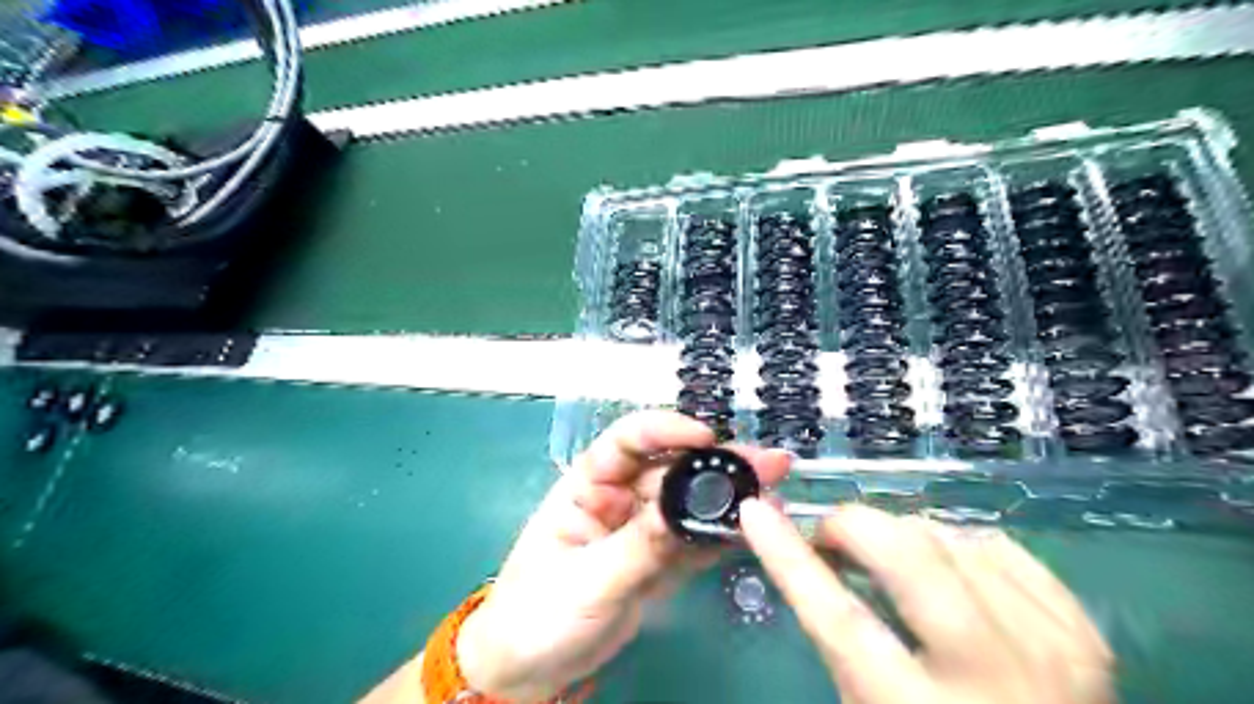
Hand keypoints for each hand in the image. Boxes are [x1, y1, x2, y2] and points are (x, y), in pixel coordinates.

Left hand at [460, 410, 785, 700]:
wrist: (532, 671)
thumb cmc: (538, 615)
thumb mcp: (586, 580)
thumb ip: (638, 547)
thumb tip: (685, 514)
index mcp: (588, 486)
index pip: (627, 442)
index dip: (665, 431)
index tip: (705, 437)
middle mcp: (619, 498)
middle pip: (671, 470)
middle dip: (716, 464)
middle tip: (767, 464)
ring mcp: (641, 530)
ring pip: (688, 504)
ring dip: (728, 499)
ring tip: (773, 494)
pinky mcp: (658, 562)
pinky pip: (693, 542)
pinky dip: (721, 536)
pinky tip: (752, 530)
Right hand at [736, 501, 1111, 702]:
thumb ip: (841, 643)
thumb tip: (808, 557)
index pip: (837, 616)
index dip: (788, 556)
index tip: (754, 512)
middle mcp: (991, 679)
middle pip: (906, 558)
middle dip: (851, 526)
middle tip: (830, 537)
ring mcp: (1050, 650)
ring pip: (949, 539)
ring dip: (899, 534)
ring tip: (884, 556)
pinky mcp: (1083, 634)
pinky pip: (997, 546)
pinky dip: (954, 541)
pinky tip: (943, 563)